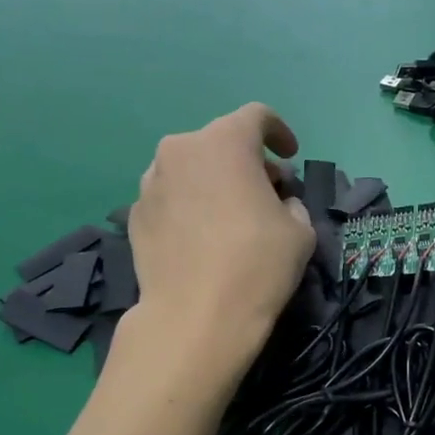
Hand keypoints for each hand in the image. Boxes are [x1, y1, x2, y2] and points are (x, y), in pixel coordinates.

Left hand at [125, 104, 314, 367]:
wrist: (195, 318)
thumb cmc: (257, 264)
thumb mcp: (300, 231)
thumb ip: (291, 203)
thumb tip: (277, 203)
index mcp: (224, 142)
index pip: (256, 116)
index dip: (279, 132)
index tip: (290, 156)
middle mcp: (180, 150)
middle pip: (221, 142)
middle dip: (247, 162)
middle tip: (267, 194)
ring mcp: (150, 182)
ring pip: (191, 168)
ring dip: (214, 182)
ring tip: (231, 217)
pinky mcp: (133, 215)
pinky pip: (171, 197)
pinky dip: (190, 205)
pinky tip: (202, 239)